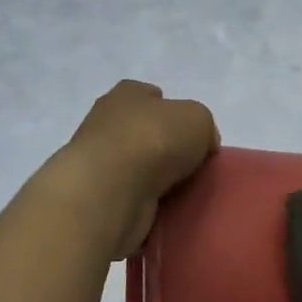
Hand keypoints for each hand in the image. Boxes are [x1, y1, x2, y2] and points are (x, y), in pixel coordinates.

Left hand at [53, 80, 218, 257]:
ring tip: (182, 189)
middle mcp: (105, 122)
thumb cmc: (154, 139)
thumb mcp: (198, 118)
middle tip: (190, 162)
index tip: (189, 130)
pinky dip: (144, 200)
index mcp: (126, 94)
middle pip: (141, 130)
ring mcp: (97, 161)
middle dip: (163, 144)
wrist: (111, 189)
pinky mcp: (97, 195)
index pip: (149, 94)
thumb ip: (203, 126)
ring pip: (135, 164)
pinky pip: (130, 195)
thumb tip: (202, 144)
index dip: (170, 108)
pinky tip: (164, 207)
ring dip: (153, 175)